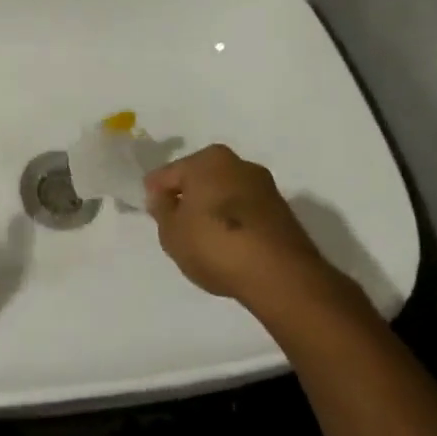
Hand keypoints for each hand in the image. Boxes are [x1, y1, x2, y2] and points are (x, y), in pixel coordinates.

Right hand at [145, 145, 340, 315]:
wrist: (281, 276)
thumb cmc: (216, 244)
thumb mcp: (172, 232)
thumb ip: (161, 210)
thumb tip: (163, 197)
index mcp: (207, 159)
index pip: (169, 173)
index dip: (156, 194)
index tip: (153, 214)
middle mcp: (238, 163)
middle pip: (200, 179)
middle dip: (188, 198)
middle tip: (177, 226)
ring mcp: (264, 186)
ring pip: (226, 194)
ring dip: (214, 210)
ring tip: (205, 240)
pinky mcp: (283, 211)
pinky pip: (246, 212)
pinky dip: (236, 223)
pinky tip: (230, 246)